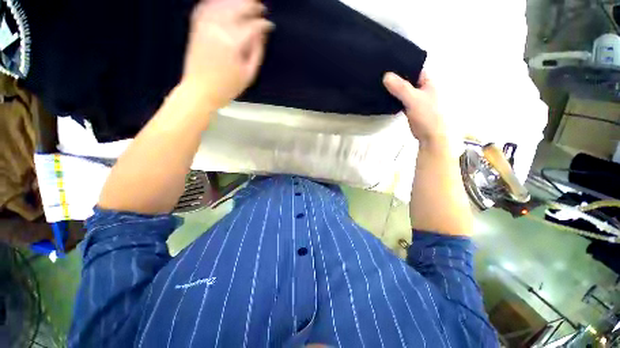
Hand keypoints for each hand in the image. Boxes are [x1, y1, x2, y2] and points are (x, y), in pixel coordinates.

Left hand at [181, 0, 273, 108]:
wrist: (200, 90)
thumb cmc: (228, 87)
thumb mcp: (249, 74)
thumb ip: (257, 52)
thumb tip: (262, 34)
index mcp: (233, 43)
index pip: (252, 26)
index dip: (263, 24)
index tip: (269, 25)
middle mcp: (218, 28)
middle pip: (238, 8)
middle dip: (251, 5)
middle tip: (261, 6)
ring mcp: (205, 25)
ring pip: (222, 3)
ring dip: (236, 0)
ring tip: (247, 1)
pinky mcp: (196, 27)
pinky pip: (206, 6)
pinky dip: (215, 1)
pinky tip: (224, 2)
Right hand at [383, 71, 446, 145]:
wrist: (429, 135)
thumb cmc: (428, 115)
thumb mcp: (414, 99)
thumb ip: (401, 88)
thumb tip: (386, 76)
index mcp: (427, 82)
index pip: (415, 68)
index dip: (403, 64)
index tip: (388, 63)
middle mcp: (422, 88)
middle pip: (407, 79)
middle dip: (396, 76)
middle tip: (380, 72)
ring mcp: (415, 99)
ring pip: (402, 90)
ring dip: (393, 88)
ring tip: (379, 83)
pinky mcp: (409, 108)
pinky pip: (400, 99)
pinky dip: (393, 98)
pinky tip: (384, 97)